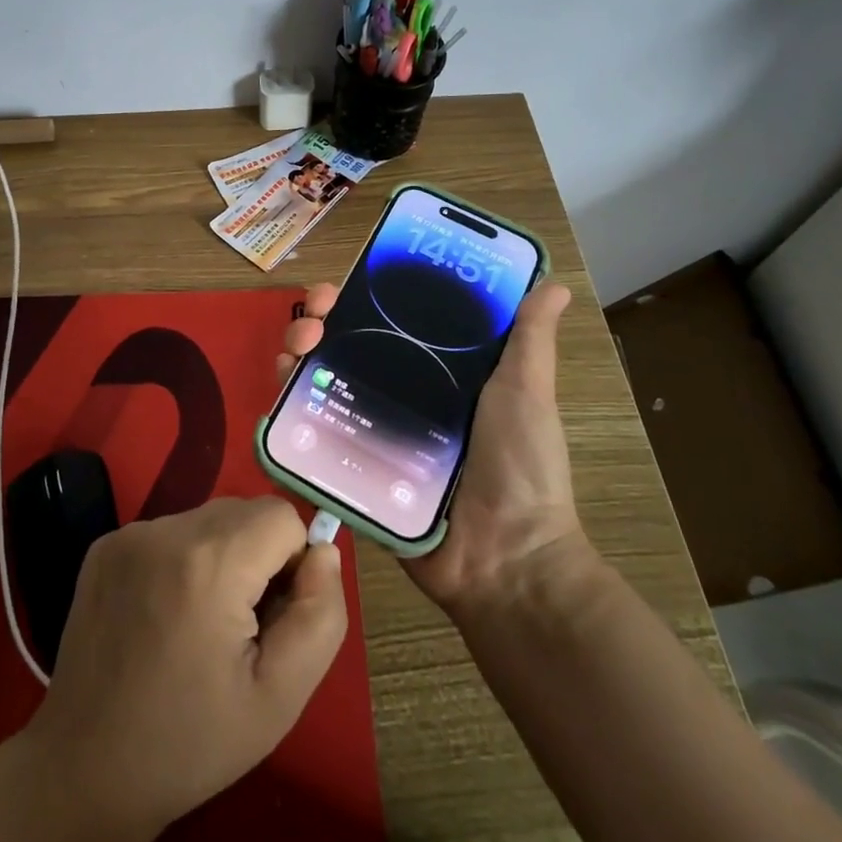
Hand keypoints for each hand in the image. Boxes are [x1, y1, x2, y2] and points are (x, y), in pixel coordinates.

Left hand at [21, 496, 347, 841]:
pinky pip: (169, 532)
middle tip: (236, 628)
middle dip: (257, 557)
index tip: (269, 618)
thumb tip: (323, 552)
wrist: (85, 772)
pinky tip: (163, 615)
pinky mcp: (104, 546)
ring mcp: (128, 534)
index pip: (282, 516)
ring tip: (197, 625)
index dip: (291, 564)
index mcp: (210, 562)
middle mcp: (165, 530)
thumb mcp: (281, 697)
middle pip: (244, 512)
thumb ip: (320, 615)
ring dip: (220, 556)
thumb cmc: (192, 743)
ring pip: (207, 520)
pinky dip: (182, 560)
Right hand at [278, 279, 582, 613]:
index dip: (362, 297)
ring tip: (295, 348)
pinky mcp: (353, 469)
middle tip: (314, 317)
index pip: (388, 321)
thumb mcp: (527, 392)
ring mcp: (372, 433)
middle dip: (319, 320)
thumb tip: (557, 285)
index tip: (346, 283)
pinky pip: (314, 433)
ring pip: (322, 382)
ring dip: (298, 354)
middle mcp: (398, 395)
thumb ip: (530, 339)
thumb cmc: (521, 466)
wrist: (505, 558)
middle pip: (345, 346)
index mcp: (436, 372)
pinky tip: (283, 388)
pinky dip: (291, 406)